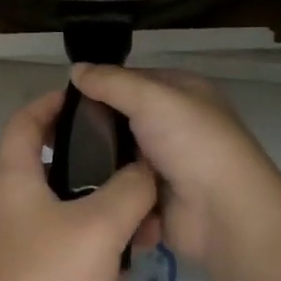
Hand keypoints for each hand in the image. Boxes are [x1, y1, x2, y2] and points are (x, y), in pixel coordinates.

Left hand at [0, 90, 158, 280]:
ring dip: (100, 211)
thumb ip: (130, 189)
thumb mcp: (100, 225)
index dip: (54, 102)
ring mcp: (13, 244)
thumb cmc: (46, 279)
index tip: (92, 100)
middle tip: (132, 163)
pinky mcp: (24, 280)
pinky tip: (124, 265)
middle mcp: (6, 204)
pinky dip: (92, 246)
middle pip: (49, 164)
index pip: (26, 119)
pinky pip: (63, 246)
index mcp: (12, 176)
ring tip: (143, 221)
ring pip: (62, 210)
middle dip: (93, 162)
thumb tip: (146, 171)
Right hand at [69, 65, 280, 262]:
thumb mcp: (150, 98)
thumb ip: (111, 82)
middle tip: (56, 134)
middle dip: (95, 128)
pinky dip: (108, 193)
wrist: (223, 213)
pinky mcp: (158, 201)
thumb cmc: (191, 142)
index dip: (102, 85)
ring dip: (98, 163)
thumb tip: (76, 68)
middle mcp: (176, 125)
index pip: (133, 81)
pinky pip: (123, 191)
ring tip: (60, 165)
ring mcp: (167, 165)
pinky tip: (77, 192)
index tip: (64, 97)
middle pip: (124, 120)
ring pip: (120, 158)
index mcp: (182, 93)